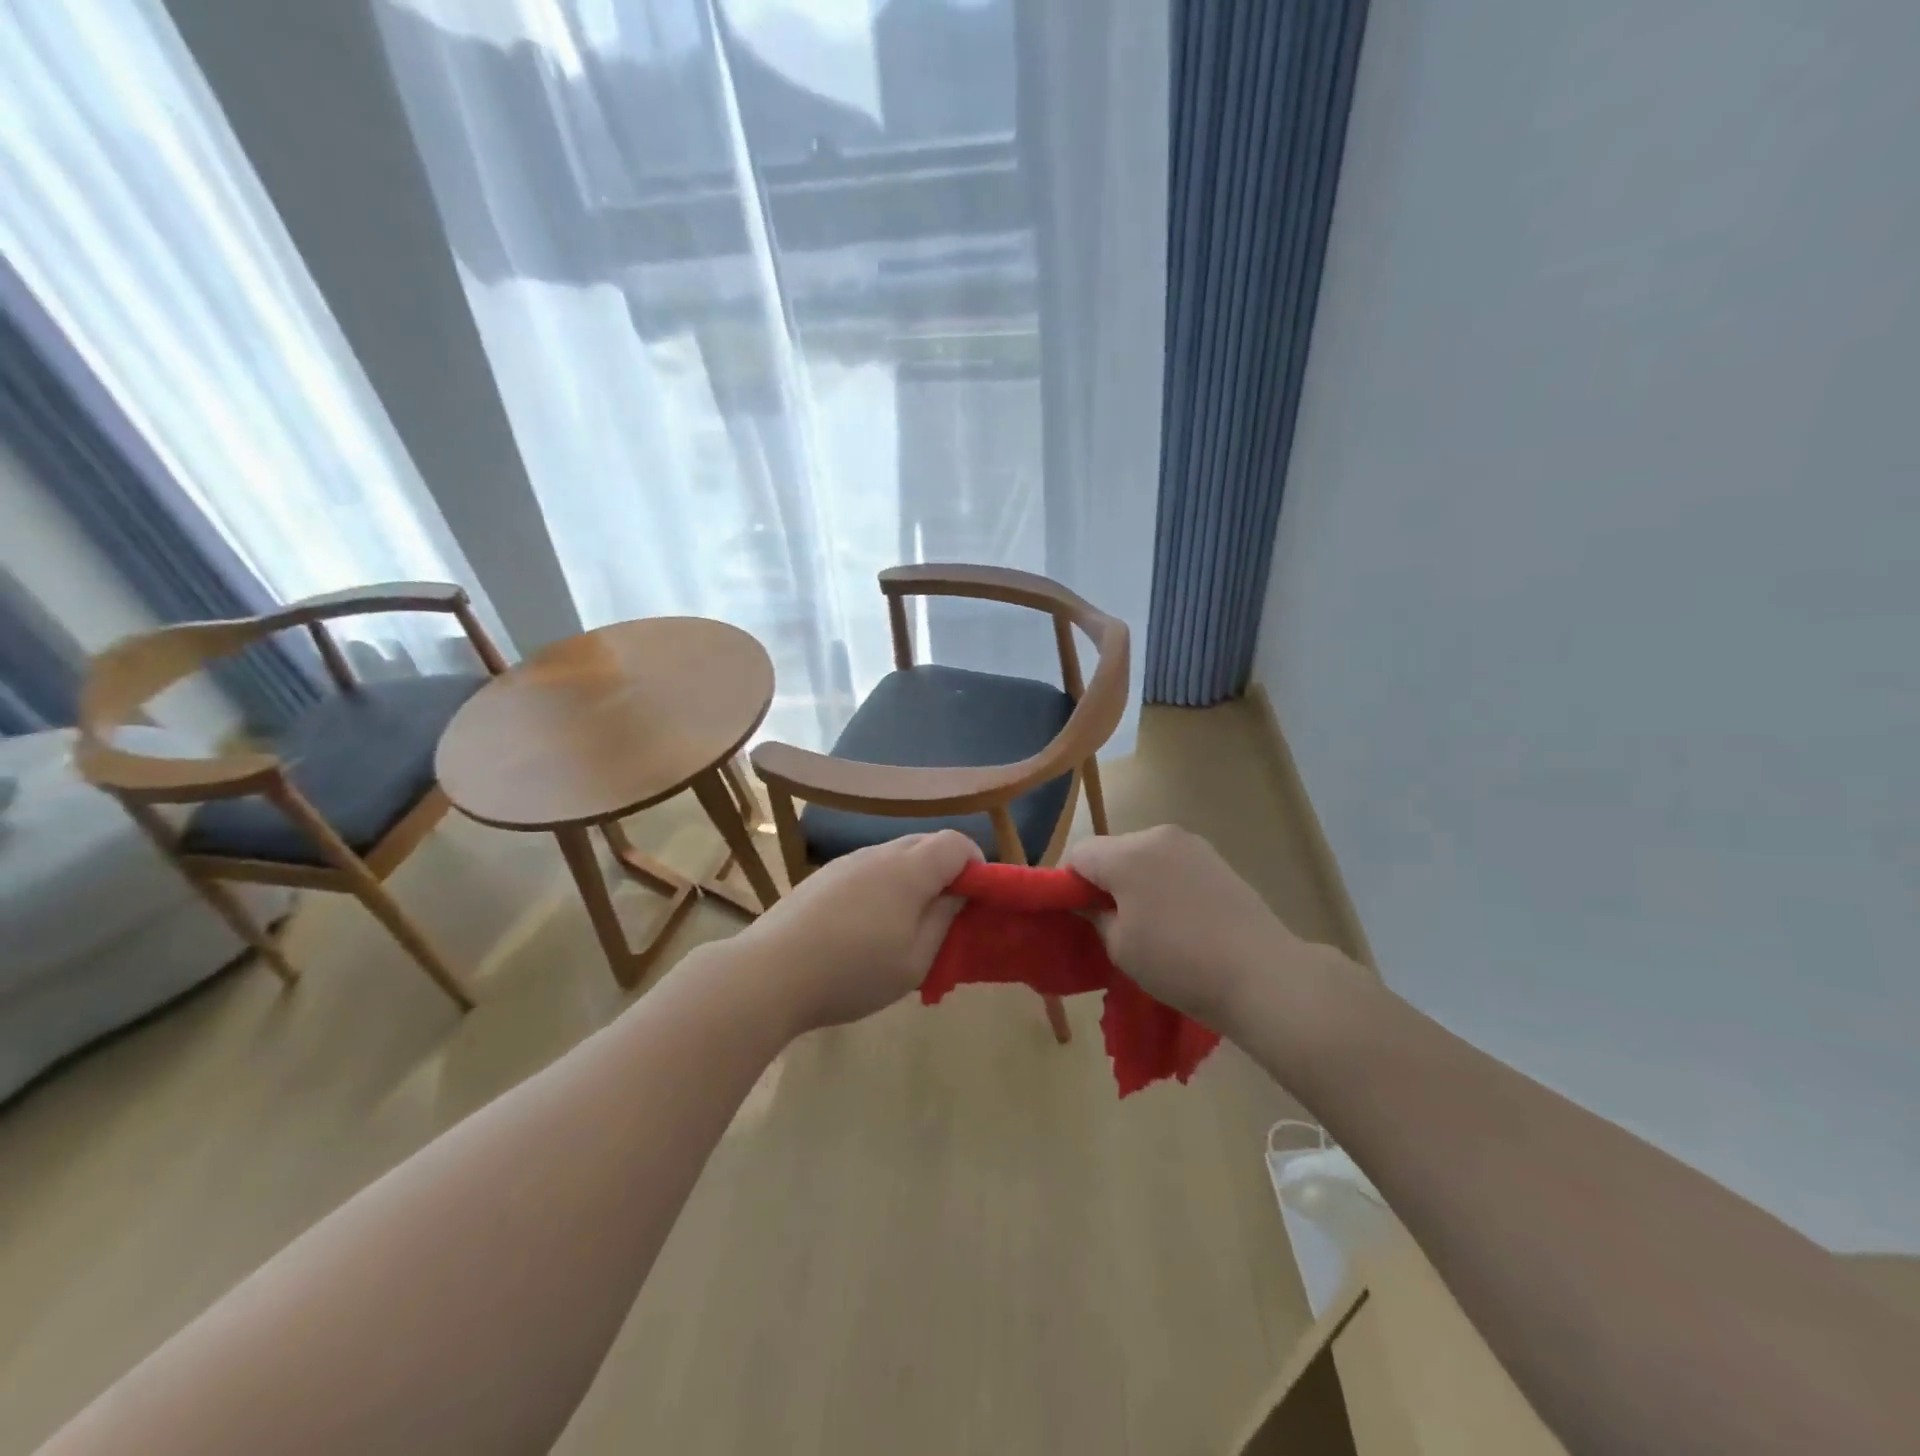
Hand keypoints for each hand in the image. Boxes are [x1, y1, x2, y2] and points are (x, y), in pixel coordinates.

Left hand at [731, 829, 981, 1035]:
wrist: (770, 974)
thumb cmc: (852, 972)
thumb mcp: (914, 961)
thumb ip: (944, 921)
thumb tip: (959, 894)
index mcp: (909, 869)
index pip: (957, 842)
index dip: (976, 865)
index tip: (975, 900)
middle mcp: (879, 853)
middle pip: (927, 843)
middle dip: (947, 870)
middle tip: (945, 914)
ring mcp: (847, 861)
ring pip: (896, 855)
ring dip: (914, 878)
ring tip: (905, 924)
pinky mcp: (824, 876)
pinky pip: (869, 868)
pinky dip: (884, 884)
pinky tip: (867, 925)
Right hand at [1065, 825, 1343, 1033]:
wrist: (1262, 974)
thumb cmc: (1179, 963)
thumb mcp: (1120, 947)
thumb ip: (1094, 916)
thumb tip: (1087, 903)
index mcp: (1127, 853)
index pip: (1079, 854)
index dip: (1069, 883)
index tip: (1078, 916)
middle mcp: (1158, 835)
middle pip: (1112, 850)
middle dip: (1104, 880)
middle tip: (1112, 924)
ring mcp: (1192, 844)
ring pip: (1143, 856)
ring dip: (1136, 881)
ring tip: (1151, 924)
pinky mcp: (1217, 859)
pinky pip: (1173, 864)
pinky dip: (1164, 883)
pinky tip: (1180, 919)